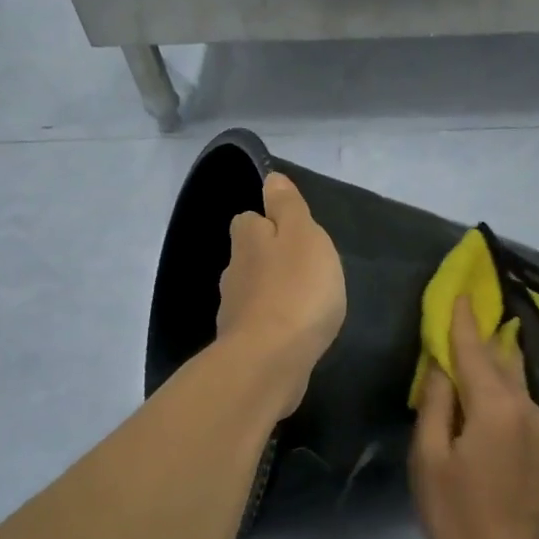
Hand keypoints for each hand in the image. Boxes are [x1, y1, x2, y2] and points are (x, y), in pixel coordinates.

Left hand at [216, 173, 346, 417]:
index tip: (293, 234)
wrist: (270, 361)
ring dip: (272, 294)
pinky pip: (259, 325)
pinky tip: (293, 333)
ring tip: (303, 304)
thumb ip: (288, 207)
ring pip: (252, 292)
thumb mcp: (304, 236)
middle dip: (270, 260)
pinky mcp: (242, 345)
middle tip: (304, 270)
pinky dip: (272, 325)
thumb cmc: (296, 291)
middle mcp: (233, 272)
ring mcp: (234, 311)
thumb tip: (270, 178)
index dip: (268, 223)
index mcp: (248, 240)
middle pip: (249, 257)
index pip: (248, 220)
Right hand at [411, 296, 538, 538]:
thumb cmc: (459, 516)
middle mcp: (528, 408)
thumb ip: (436, 406)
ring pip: (518, 384)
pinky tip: (497, 396)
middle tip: (472, 315)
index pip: (476, 350)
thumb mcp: (430, 461)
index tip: (459, 294)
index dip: (463, 322)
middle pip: (503, 361)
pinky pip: (526, 407)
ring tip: (486, 346)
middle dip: (485, 337)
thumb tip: (442, 367)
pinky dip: (508, 392)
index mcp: (495, 407)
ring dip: (499, 364)